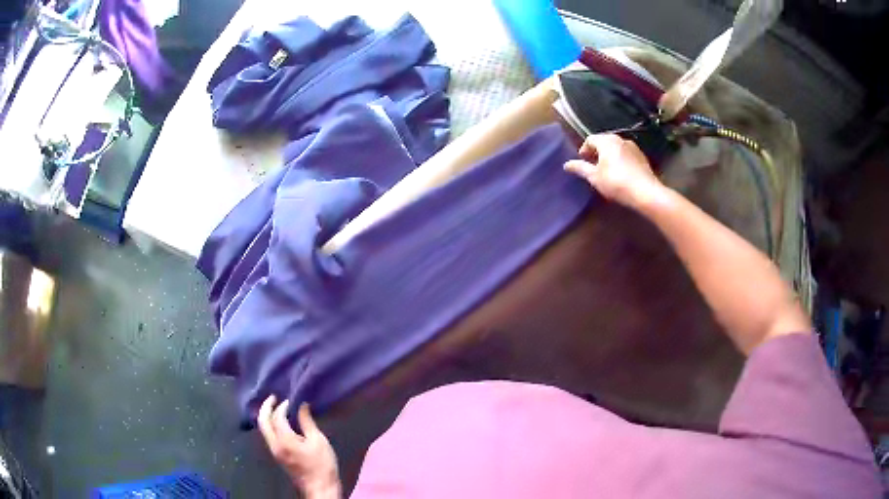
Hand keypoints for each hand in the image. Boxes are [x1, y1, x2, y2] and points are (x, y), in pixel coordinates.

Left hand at [258, 396, 340, 498]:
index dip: (283, 406)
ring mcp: (274, 451)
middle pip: (262, 421)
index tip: (292, 400)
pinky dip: (270, 425)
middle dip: (266, 407)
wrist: (319, 487)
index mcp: (284, 440)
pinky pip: (268, 435)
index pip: (277, 417)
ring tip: (276, 407)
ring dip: (267, 416)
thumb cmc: (322, 464)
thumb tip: (302, 406)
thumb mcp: (319, 441)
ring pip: (263, 429)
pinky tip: (280, 423)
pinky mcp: (277, 456)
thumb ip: (307, 422)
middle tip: (273, 397)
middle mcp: (274, 444)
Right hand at [564, 134, 664, 208]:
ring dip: (609, 156)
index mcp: (606, 141)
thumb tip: (566, 164)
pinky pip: (626, 154)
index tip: (582, 162)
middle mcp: (620, 139)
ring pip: (616, 148)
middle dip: (597, 152)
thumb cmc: (616, 182)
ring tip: (606, 171)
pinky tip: (621, 174)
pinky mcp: (642, 157)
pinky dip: (620, 160)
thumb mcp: (594, 177)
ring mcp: (633, 147)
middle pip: (604, 141)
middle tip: (593, 166)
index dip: (584, 150)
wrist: (645, 192)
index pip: (590, 139)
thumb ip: (580, 168)